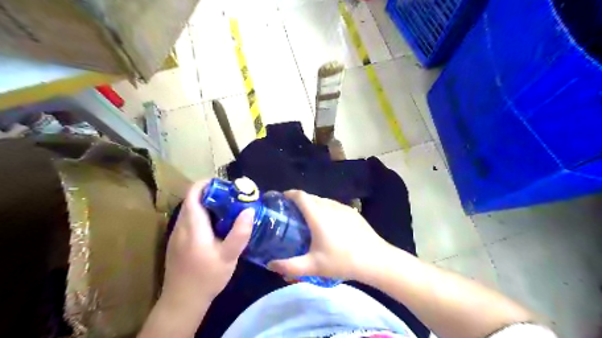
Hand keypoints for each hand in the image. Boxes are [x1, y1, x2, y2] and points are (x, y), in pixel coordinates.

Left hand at [161, 183, 251, 313]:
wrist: (182, 302)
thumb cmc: (207, 277)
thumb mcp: (228, 256)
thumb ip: (239, 233)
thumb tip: (249, 209)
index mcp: (192, 225)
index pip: (193, 194)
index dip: (207, 184)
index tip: (226, 185)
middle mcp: (180, 226)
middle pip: (193, 200)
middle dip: (212, 194)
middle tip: (233, 198)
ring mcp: (177, 234)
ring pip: (191, 210)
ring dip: (208, 205)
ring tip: (228, 210)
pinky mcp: (177, 242)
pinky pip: (189, 220)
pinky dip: (203, 216)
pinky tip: (217, 227)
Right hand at [268, 191, 390, 280]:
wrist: (375, 259)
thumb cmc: (342, 261)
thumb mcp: (313, 266)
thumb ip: (289, 266)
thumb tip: (269, 265)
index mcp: (318, 214)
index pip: (300, 195)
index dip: (289, 194)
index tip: (281, 200)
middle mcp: (329, 206)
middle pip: (311, 197)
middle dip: (298, 201)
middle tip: (291, 215)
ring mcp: (343, 207)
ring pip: (323, 200)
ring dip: (313, 205)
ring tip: (308, 219)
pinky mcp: (352, 212)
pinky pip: (333, 205)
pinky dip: (325, 209)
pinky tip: (328, 224)